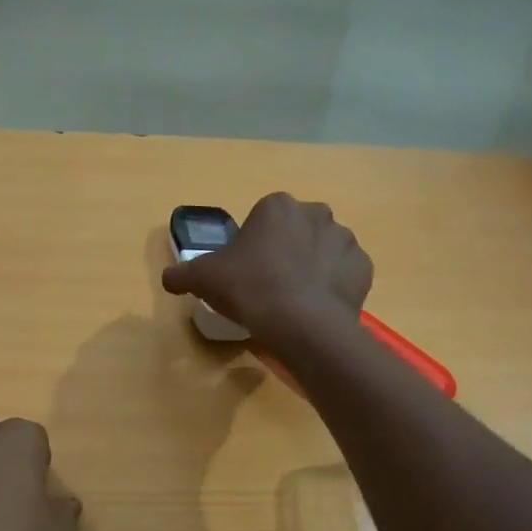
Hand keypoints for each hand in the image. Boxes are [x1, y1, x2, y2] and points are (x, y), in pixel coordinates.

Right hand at [160, 193, 372, 348]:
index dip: (252, 246)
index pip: (262, 219)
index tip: (245, 272)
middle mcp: (316, 213)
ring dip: (311, 268)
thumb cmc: (249, 289)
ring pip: (323, 252)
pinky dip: (333, 287)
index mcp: (278, 206)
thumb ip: (182, 274)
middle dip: (285, 252)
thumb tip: (168, 278)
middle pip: (295, 231)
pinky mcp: (363, 268)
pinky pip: (344, 274)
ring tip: (294, 301)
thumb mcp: (204, 279)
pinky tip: (316, 307)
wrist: (301, 324)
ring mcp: (345, 240)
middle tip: (268, 286)